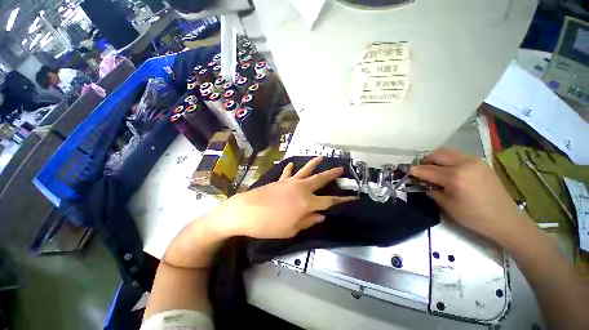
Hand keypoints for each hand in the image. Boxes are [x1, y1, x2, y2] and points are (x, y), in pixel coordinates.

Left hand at [213, 157, 355, 238]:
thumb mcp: (292, 229)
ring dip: (313, 164)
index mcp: (307, 203)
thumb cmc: (270, 225)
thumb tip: (321, 216)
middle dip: (331, 174)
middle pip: (320, 179)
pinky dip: (290, 169)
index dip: (342, 200)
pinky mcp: (280, 181)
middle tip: (340, 168)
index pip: (329, 201)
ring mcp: (290, 183)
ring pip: (305, 171)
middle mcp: (301, 189)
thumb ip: (308, 221)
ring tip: (320, 157)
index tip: (352, 197)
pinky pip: (287, 173)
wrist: (247, 212)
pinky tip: (292, 165)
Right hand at [411, 148, 525, 241]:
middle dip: (424, 161)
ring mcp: (474, 160)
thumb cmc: (474, 216)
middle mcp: (464, 163)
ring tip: (432, 169)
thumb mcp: (447, 205)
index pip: (426, 169)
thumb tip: (421, 182)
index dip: (414, 171)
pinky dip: (447, 159)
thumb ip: (431, 189)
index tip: (406, 172)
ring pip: (447, 152)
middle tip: (420, 171)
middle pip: (436, 154)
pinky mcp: (480, 162)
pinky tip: (447, 170)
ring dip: (435, 159)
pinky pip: (457, 155)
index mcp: (455, 177)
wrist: (505, 219)